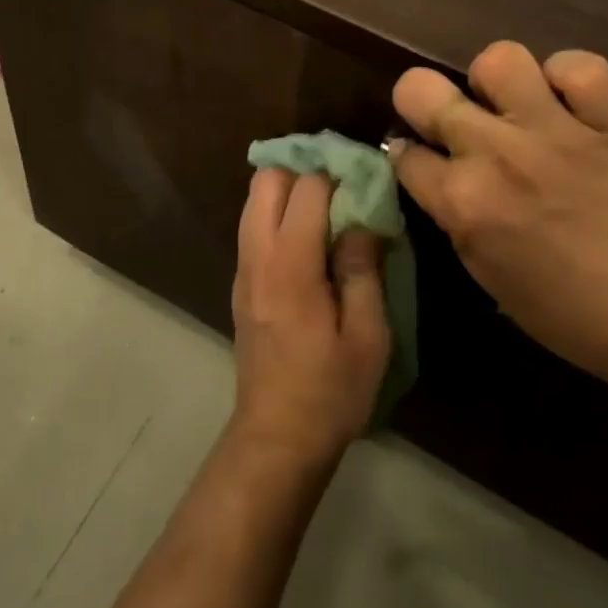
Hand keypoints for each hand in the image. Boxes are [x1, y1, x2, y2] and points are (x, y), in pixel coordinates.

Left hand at [229, 171, 390, 468]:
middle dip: (303, 170)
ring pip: (254, 201)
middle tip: (343, 186)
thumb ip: (362, 269)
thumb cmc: (330, 390)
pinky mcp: (241, 284)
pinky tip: (310, 238)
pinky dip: (277, 213)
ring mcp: (243, 270)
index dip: (338, 174)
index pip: (306, 188)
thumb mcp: (367, 335)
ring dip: (288, 189)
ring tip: (329, 207)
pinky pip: (254, 226)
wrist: (277, 437)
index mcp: (290, 265)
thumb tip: (363, 219)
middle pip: (266, 181)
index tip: (367, 178)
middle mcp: (258, 256)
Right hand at [391, 41, 607, 400]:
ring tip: (514, 102)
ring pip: (499, 59)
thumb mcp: (485, 273)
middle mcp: (496, 154)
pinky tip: (571, 100)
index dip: (409, 153)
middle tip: (449, 114)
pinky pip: (578, 65)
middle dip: (422, 99)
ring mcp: (555, 130)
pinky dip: (569, 77)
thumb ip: (453, 215)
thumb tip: (434, 172)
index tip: (424, 156)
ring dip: (497, 81)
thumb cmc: (564, 309)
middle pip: (421, 89)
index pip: (403, 152)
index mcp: (462, 202)